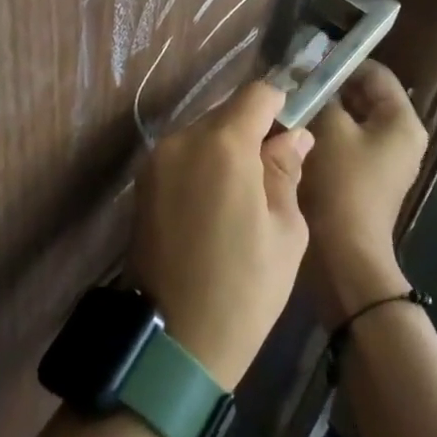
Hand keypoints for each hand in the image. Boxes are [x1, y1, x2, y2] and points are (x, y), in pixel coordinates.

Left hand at [129, 81, 311, 389]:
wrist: (175, 342)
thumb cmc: (244, 288)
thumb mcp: (286, 231)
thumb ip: (287, 170)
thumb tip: (294, 135)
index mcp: (222, 144)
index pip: (256, 94)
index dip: (280, 104)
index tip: (293, 128)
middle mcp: (182, 139)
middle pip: (226, 112)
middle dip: (252, 129)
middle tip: (273, 170)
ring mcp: (157, 159)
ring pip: (202, 133)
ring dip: (225, 148)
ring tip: (244, 193)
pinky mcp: (142, 182)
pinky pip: (182, 155)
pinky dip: (202, 164)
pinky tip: (215, 203)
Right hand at [300, 60, 429, 328]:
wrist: (345, 254)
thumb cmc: (342, 184)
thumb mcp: (328, 128)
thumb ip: (320, 93)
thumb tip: (306, 72)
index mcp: (402, 121)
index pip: (373, 72)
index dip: (340, 63)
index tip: (305, 64)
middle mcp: (401, 136)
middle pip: (363, 94)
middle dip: (329, 87)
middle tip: (293, 84)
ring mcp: (386, 159)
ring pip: (352, 118)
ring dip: (324, 110)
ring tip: (291, 106)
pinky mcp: (368, 177)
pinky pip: (347, 141)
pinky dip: (326, 134)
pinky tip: (297, 134)